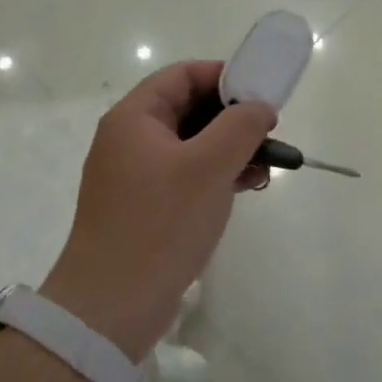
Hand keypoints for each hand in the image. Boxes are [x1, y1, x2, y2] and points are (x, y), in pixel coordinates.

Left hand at [44, 62, 276, 359]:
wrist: (112, 306)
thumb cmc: (160, 223)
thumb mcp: (209, 166)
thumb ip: (240, 126)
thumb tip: (259, 107)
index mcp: (134, 118)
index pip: (182, 75)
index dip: (224, 77)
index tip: (261, 95)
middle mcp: (130, 140)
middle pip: (187, 109)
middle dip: (232, 117)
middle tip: (269, 133)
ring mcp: (135, 176)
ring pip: (191, 145)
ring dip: (229, 149)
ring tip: (267, 166)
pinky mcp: (145, 207)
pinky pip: (185, 175)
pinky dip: (215, 175)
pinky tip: (246, 187)